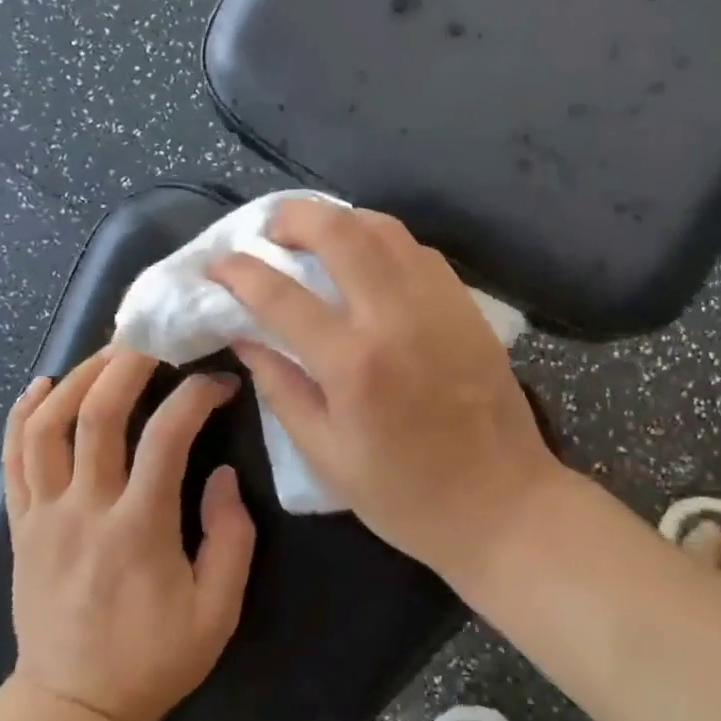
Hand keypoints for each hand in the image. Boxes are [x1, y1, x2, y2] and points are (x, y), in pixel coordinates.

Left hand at [0, 348, 255, 720]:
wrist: (72, 710)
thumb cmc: (153, 659)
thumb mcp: (218, 611)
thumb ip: (231, 537)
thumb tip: (222, 474)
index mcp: (138, 529)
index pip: (166, 435)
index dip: (197, 396)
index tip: (220, 383)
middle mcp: (84, 511)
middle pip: (97, 414)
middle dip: (128, 363)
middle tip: (156, 337)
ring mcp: (43, 516)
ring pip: (47, 426)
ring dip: (78, 377)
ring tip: (109, 353)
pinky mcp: (20, 526)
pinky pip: (13, 459)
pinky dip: (23, 414)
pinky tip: (42, 383)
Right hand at [209, 200, 560, 580]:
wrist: (503, 503)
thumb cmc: (406, 495)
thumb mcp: (326, 457)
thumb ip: (281, 388)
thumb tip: (244, 336)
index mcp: (354, 364)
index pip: (281, 296)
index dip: (239, 272)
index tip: (217, 263)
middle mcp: (396, 317)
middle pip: (339, 232)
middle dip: (293, 217)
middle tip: (269, 231)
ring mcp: (438, 303)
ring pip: (384, 228)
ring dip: (340, 220)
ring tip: (314, 236)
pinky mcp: (465, 305)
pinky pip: (416, 250)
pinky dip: (381, 241)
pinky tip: (367, 260)